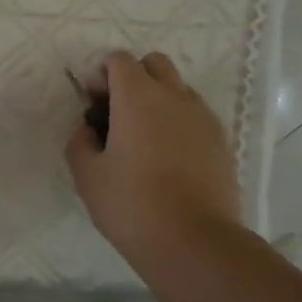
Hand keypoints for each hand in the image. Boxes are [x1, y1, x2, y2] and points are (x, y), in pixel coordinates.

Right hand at [65, 50, 242, 275]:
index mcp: (138, 97)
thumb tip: (88, 130)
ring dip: (158, 99)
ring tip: (143, 139)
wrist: (194, 242)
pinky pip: (195, 116)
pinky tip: (166, 158)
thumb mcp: (87, 176)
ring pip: (178, 89)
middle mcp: (175, 96)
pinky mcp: (221, 141)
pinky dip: (178, 122)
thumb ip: (80, 142)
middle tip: (117, 113)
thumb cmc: (131, 205)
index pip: (119, 60)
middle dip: (133, 77)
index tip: (93, 104)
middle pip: (154, 64)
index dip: (101, 75)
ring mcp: (203, 118)